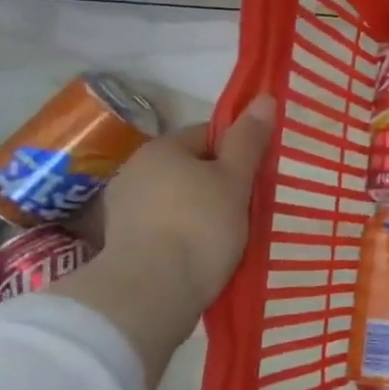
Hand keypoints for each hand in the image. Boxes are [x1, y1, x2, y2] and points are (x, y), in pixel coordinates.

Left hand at [96, 95, 275, 313]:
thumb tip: (265, 98)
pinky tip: (202, 253)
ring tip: (229, 235)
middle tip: (249, 207)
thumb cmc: (200, 226)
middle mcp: (135, 170)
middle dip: (218, 183)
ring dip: (200, 210)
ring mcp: (124, 208)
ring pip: (177, 199)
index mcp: (162, 149)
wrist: (152, 291)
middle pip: (190, 168)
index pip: (208, 135)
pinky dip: (183, 234)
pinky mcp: (123, 242)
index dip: (237, 152)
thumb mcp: (235, 180)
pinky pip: (164, 226)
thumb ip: (249, 141)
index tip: (256, 178)